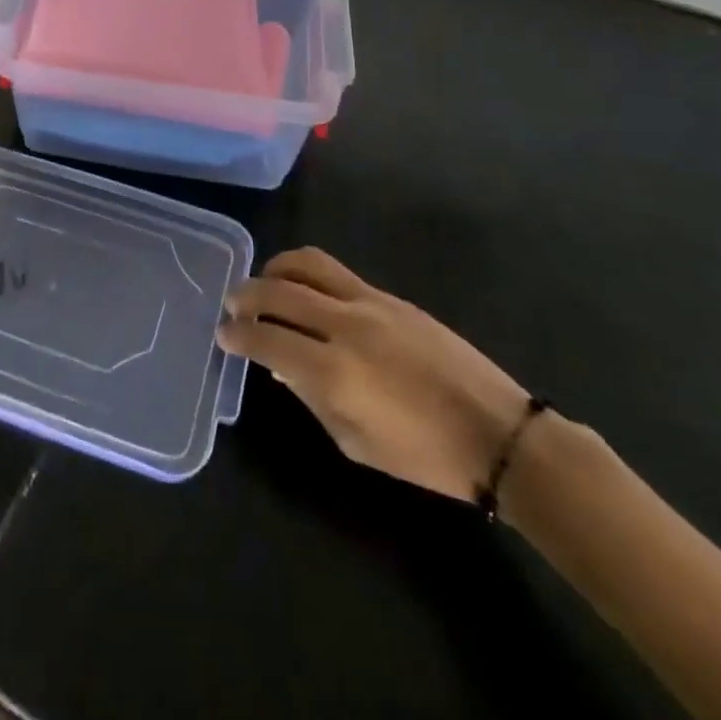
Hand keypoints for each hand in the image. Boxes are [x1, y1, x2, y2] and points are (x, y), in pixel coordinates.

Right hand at [217, 248, 529, 501]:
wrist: (497, 432)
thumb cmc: (424, 455)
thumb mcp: (355, 442)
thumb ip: (311, 398)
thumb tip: (281, 367)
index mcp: (333, 372)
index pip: (266, 340)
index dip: (237, 336)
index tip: (223, 335)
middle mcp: (344, 326)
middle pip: (277, 292)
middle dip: (245, 296)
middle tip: (232, 305)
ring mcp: (369, 303)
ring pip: (306, 264)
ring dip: (274, 270)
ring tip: (265, 285)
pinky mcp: (389, 296)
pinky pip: (335, 272)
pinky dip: (307, 275)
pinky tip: (305, 293)